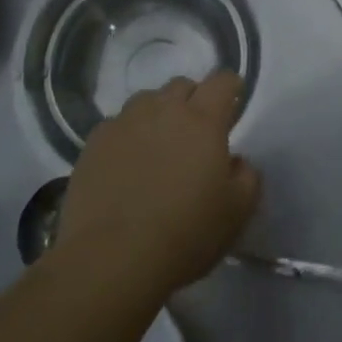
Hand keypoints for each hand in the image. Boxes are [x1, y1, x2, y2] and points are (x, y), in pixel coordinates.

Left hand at [58, 73, 259, 294]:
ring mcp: (124, 123)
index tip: (233, 101)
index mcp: (203, 120)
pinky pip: (117, 124)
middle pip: (182, 85)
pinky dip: (128, 135)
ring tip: (159, 145)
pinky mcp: (94, 143)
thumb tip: (236, 160)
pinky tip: (127, 163)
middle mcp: (163, 110)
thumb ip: (247, 176)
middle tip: (196, 132)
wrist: (112, 259)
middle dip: (194, 100)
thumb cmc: (185, 234)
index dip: (231, 87)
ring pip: (147, 100)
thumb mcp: (237, 212)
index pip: (222, 81)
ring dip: (159, 113)